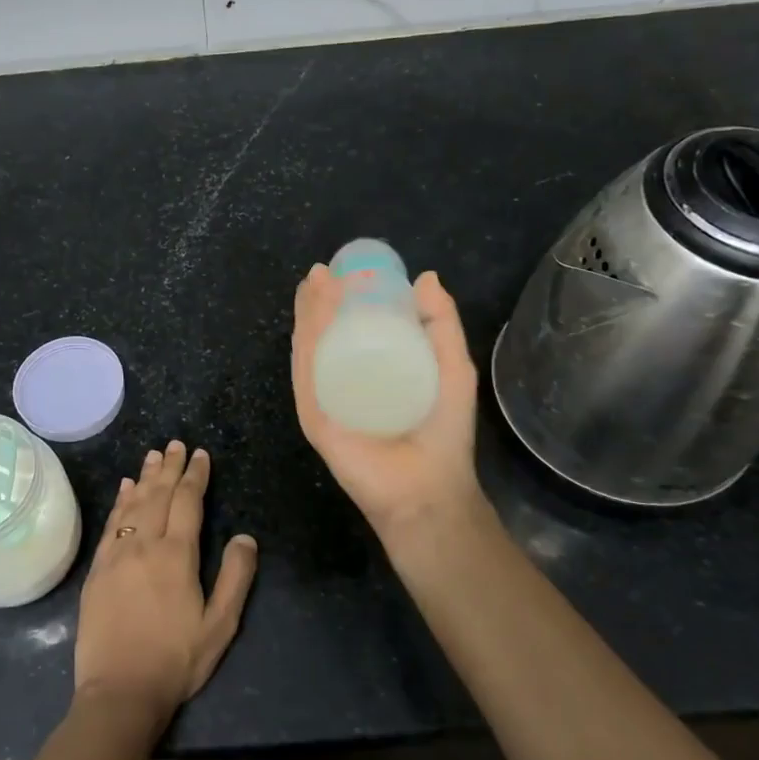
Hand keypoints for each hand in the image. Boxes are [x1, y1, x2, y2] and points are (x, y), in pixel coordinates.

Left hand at [74, 441, 257, 731]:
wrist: (119, 692)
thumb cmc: (176, 660)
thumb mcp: (220, 625)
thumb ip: (235, 578)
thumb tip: (246, 537)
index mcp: (176, 555)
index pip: (187, 502)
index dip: (195, 476)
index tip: (200, 454)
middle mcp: (144, 545)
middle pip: (158, 495)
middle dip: (169, 467)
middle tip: (175, 443)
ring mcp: (116, 555)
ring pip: (132, 504)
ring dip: (144, 477)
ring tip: (152, 455)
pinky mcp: (97, 570)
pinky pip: (110, 524)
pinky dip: (119, 502)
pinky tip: (124, 489)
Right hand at [291, 264, 486, 543]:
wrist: (428, 489)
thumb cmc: (443, 433)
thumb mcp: (452, 369)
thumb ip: (442, 325)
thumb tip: (426, 277)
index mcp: (372, 372)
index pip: (352, 329)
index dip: (347, 298)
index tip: (349, 270)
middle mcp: (343, 383)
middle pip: (324, 335)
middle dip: (321, 300)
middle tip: (325, 271)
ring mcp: (325, 399)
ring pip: (309, 347)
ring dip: (309, 312)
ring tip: (315, 281)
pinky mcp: (314, 415)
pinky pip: (305, 372)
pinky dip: (306, 339)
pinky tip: (311, 312)